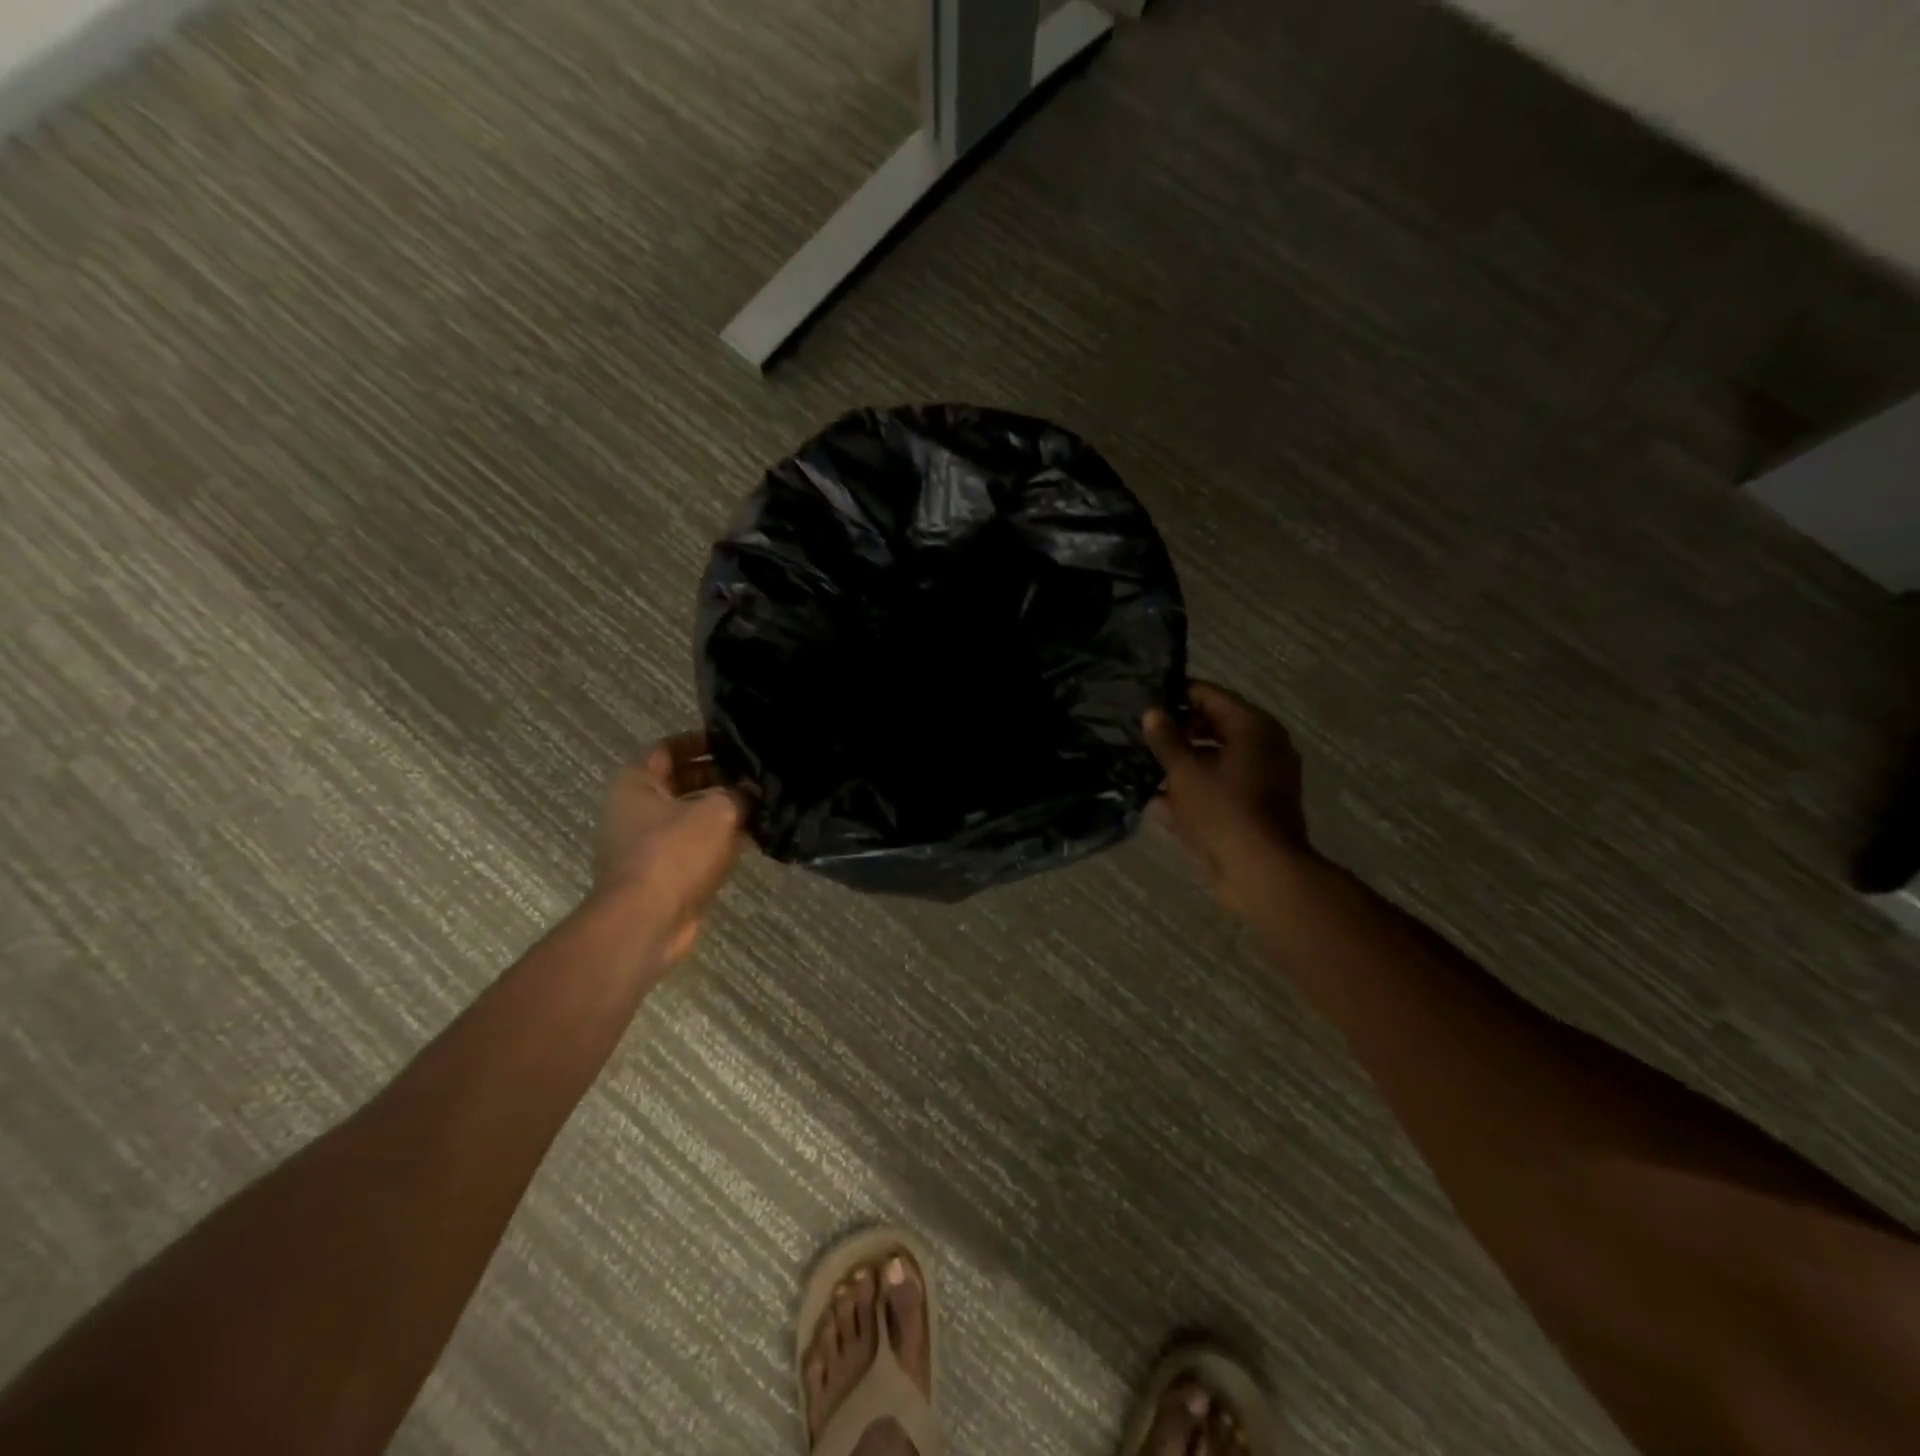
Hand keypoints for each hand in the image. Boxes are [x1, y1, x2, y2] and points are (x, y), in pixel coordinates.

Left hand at [593, 733, 745, 965]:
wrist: (645, 923)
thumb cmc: (674, 853)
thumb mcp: (717, 812)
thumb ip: (739, 794)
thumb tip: (752, 792)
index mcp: (637, 782)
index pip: (669, 747)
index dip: (702, 741)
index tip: (735, 743)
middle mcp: (635, 809)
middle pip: (681, 781)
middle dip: (719, 777)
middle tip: (756, 774)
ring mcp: (646, 844)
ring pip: (690, 816)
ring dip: (722, 811)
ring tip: (762, 804)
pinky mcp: (661, 874)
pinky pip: (694, 847)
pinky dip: (718, 841)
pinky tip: (753, 839)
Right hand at [1142, 680, 1311, 913]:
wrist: (1261, 872)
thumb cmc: (1223, 811)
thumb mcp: (1185, 772)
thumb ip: (1166, 739)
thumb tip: (1153, 712)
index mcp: (1253, 727)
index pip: (1209, 696)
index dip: (1176, 694)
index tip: (1144, 699)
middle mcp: (1264, 746)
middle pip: (1214, 727)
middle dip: (1177, 732)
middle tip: (1140, 734)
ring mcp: (1263, 778)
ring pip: (1215, 760)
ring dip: (1182, 764)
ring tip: (1143, 766)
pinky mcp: (1256, 806)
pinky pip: (1221, 787)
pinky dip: (1195, 790)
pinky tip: (1158, 801)